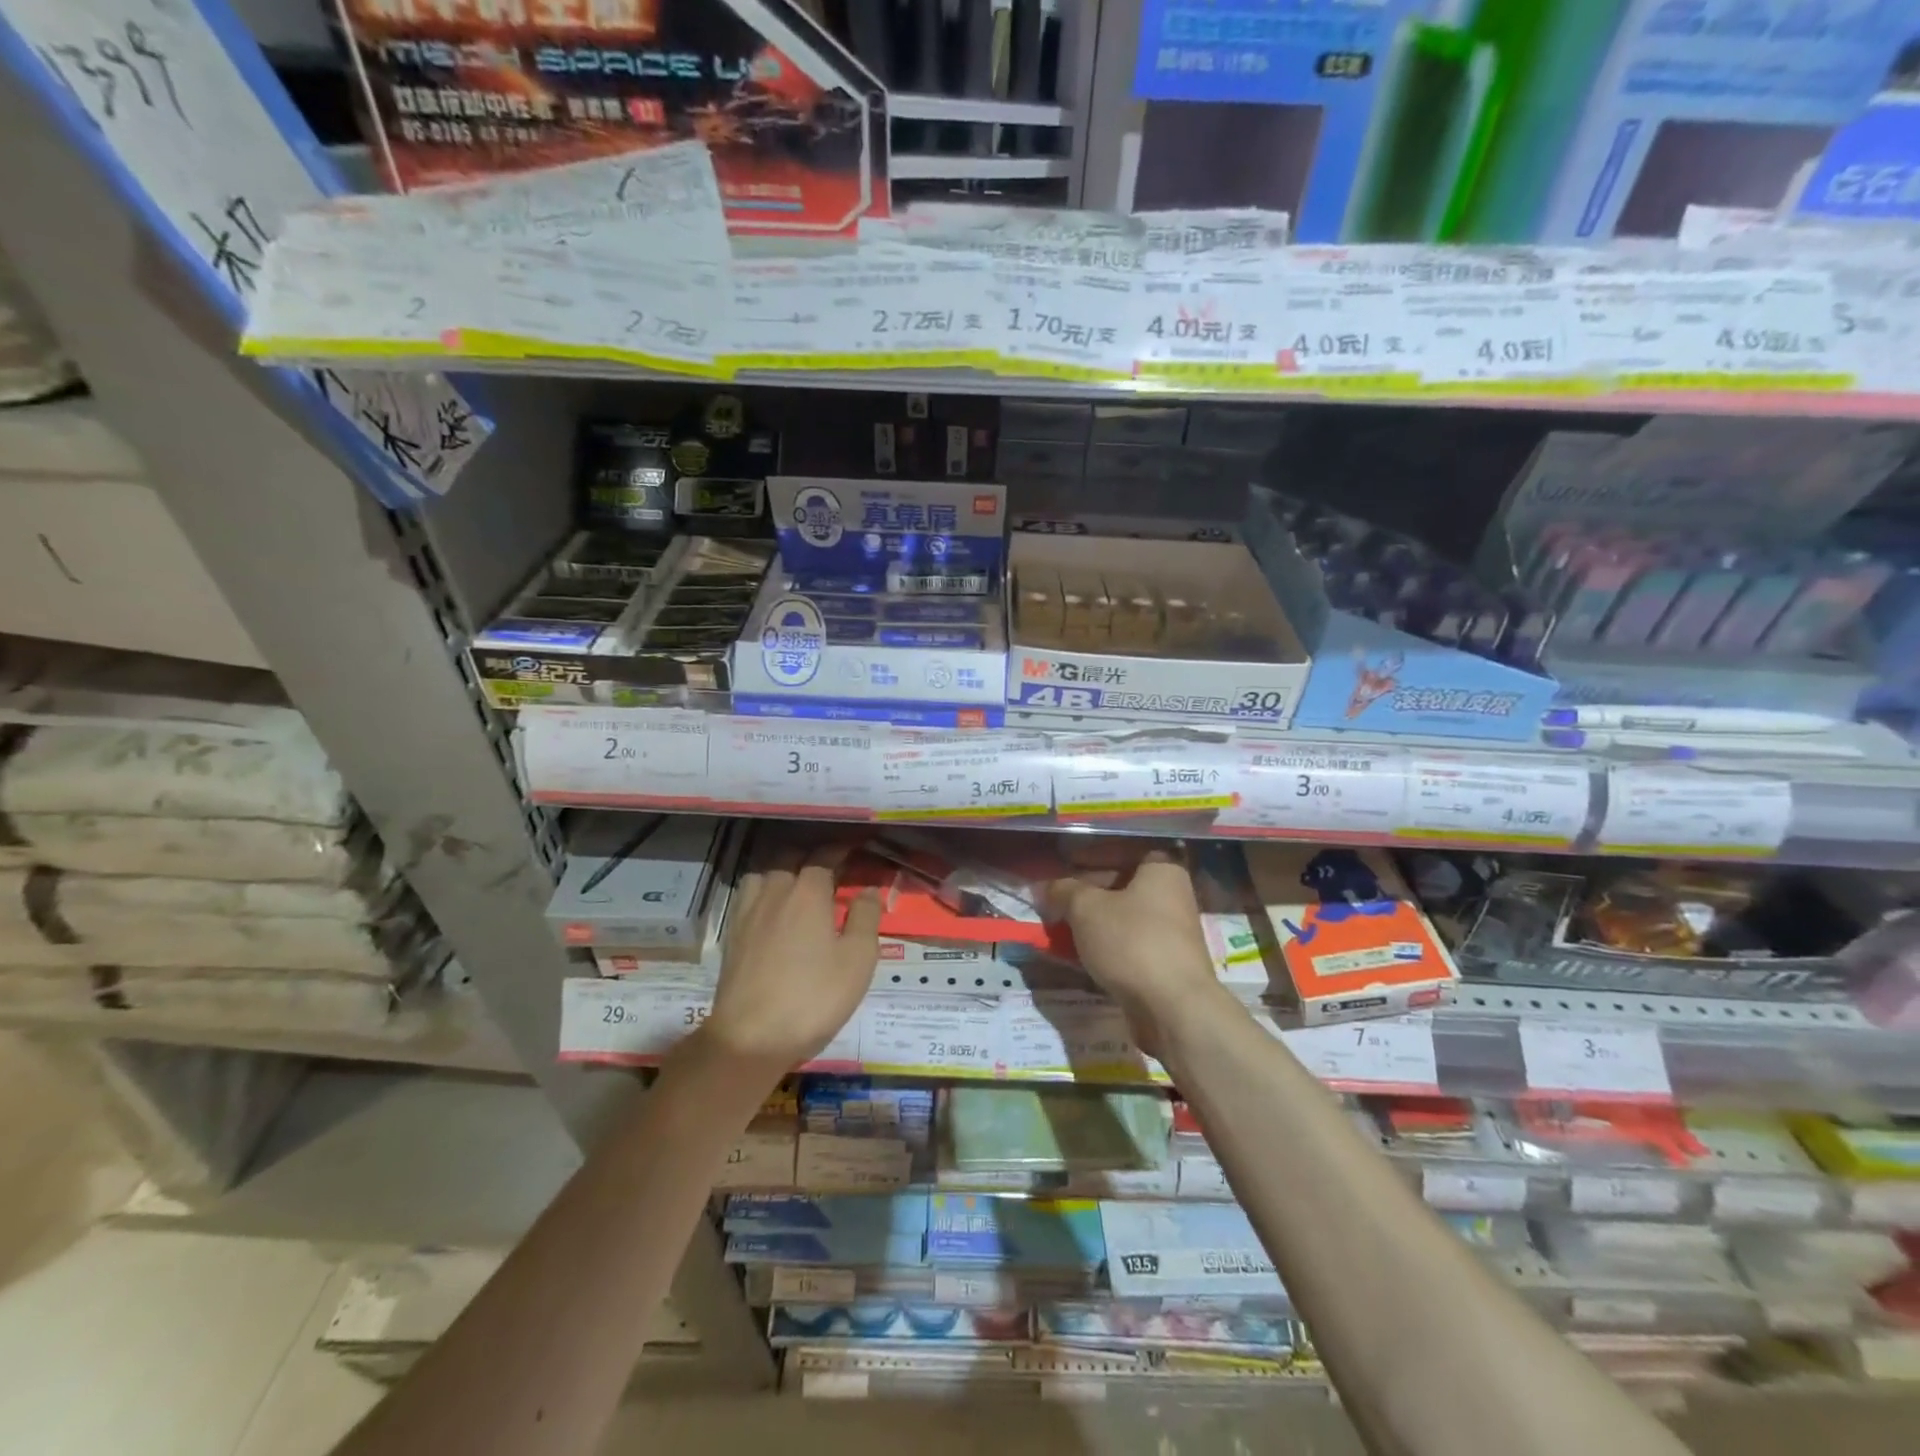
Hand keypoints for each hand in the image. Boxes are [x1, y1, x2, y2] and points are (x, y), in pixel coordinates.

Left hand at [701, 838, 880, 1080]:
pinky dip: (764, 891)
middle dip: (811, 855)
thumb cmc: (814, 997)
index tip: (855, 848)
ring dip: (783, 870)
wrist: (751, 1037)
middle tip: (830, 866)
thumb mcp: (858, 960)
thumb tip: (868, 891)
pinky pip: (749, 896)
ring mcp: (748, 912)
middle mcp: (775, 891)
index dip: (841, 849)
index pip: (825, 856)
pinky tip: (772, 909)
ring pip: (765, 873)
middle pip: (790, 858)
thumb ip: (866, 918)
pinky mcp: (732, 934)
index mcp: (808, 892)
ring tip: (798, 884)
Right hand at [1043, 844, 1233, 1056]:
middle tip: (1053, 899)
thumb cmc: (1131, 942)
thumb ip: (1063, 892)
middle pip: (1121, 885)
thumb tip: (1044, 887)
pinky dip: (1102, 946)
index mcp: (1162, 870)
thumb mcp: (1086, 908)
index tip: (1064, 862)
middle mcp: (1172, 896)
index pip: (1124, 849)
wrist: (1173, 1009)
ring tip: (1057, 927)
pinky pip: (1126, 945)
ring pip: (1121, 918)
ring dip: (1090, 922)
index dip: (1092, 853)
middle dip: (1085, 892)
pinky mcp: (1164, 964)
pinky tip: (1076, 954)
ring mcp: (1170, 933)